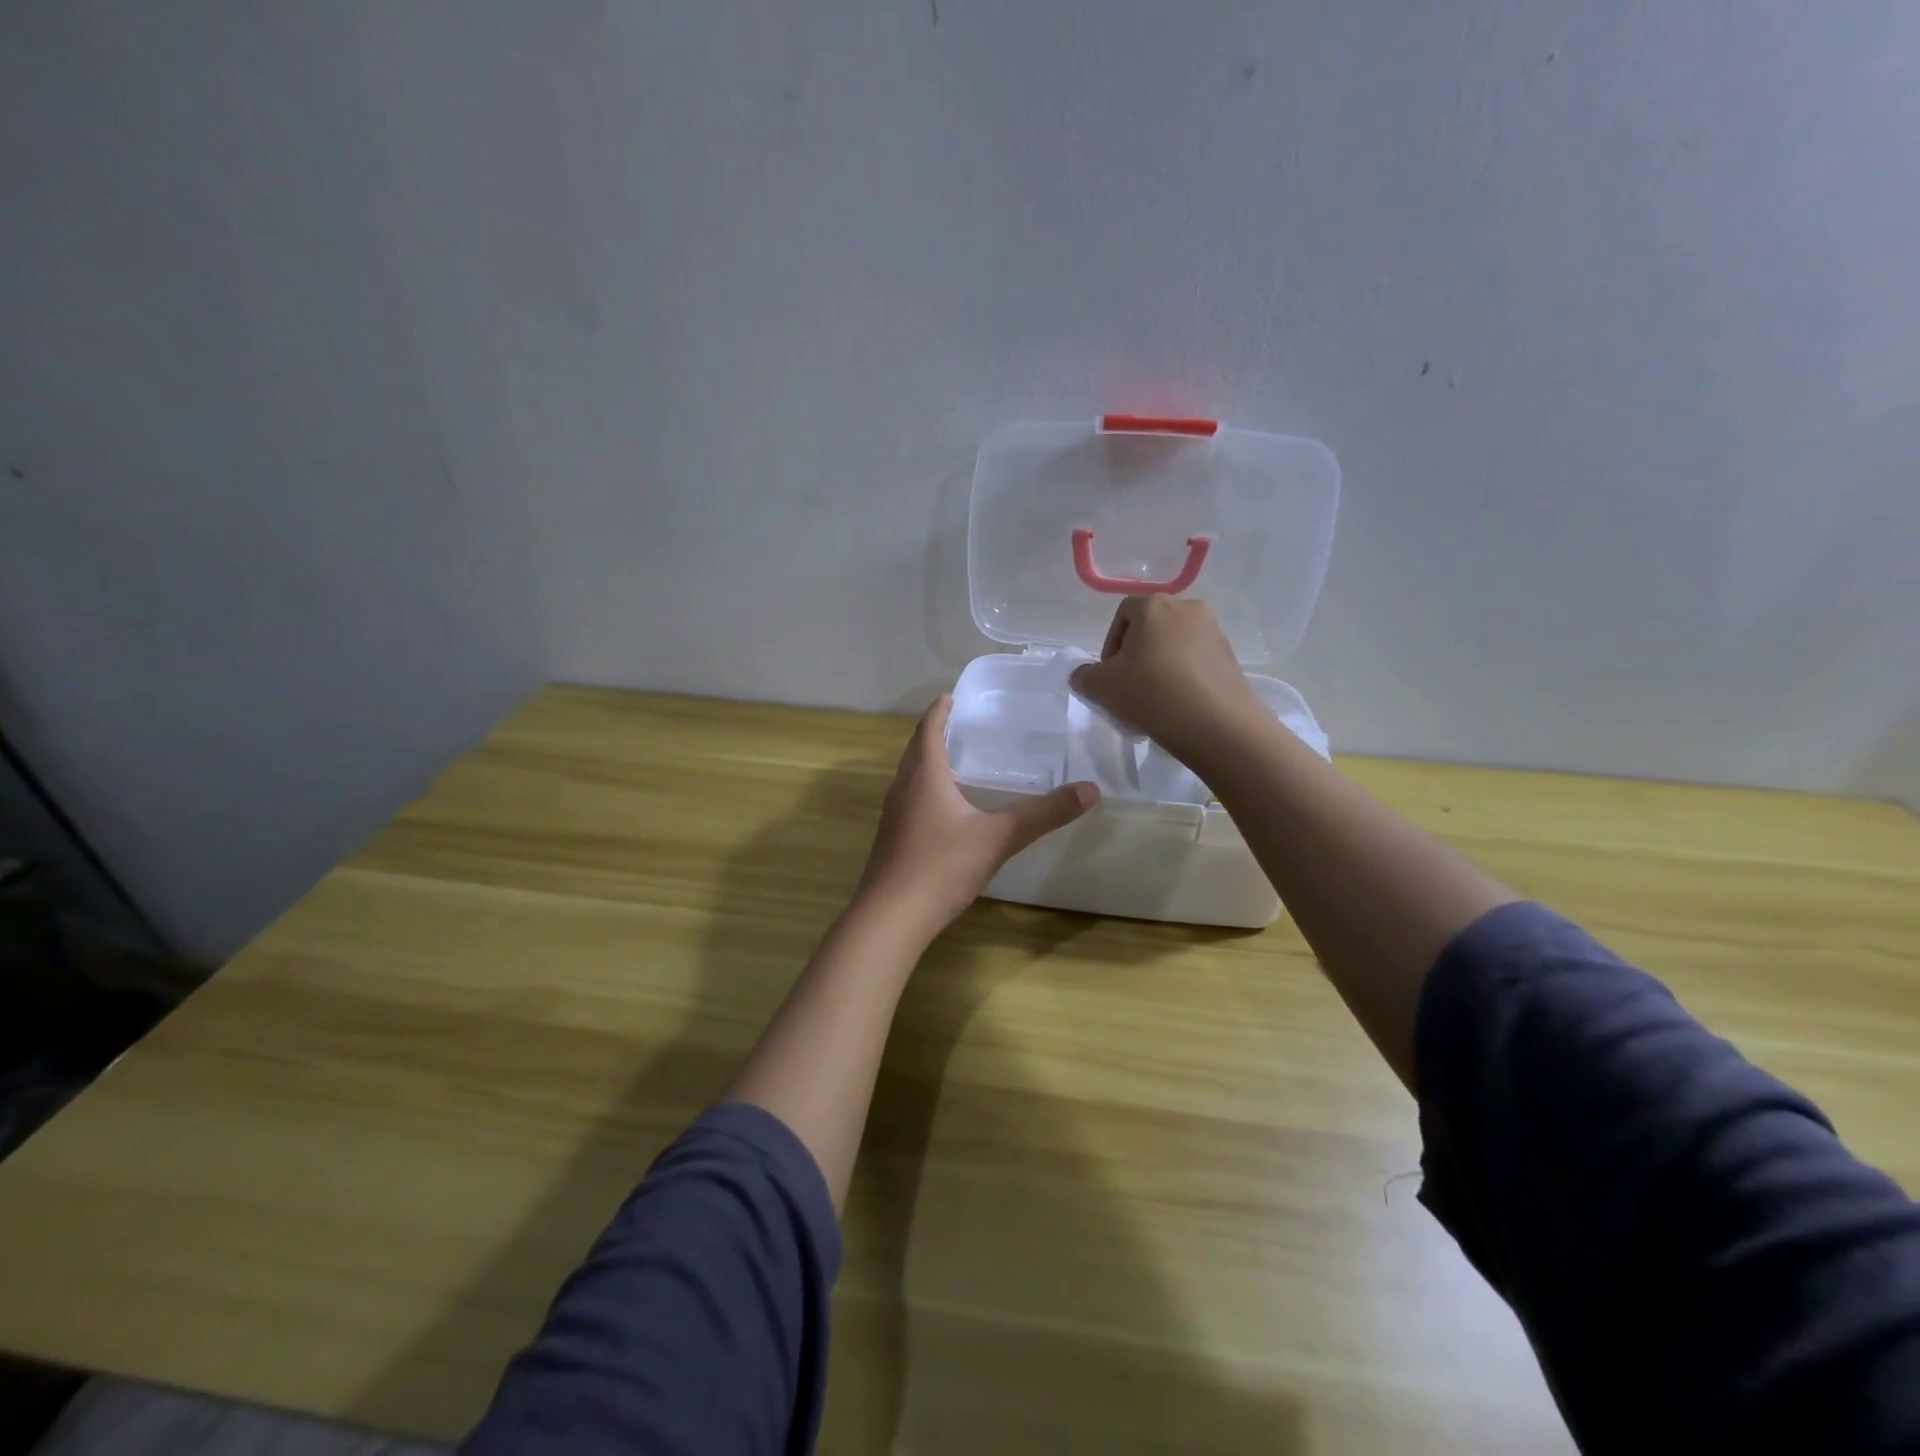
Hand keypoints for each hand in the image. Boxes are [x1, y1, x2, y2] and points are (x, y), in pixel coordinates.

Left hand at [854, 696, 1097, 936]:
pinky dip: (922, 790)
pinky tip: (941, 811)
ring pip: (908, 776)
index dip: (939, 711)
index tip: (950, 697)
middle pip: (915, 750)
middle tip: (957, 724)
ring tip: (951, 762)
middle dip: (933, 733)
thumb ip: (1043, 815)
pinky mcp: (890, 840)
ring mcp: (892, 816)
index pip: (928, 729)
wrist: (890, 918)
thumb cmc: (942, 867)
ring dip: (925, 762)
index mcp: (925, 776)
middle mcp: (902, 788)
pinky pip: (907, 801)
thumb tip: (1090, 790)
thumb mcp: (999, 838)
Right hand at [1068, 596, 1267, 767]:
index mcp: (1154, 605)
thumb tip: (1086, 676)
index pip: (1123, 614)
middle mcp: (1187, 608)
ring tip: (1155, 698)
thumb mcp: (1101, 687)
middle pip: (1151, 627)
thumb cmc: (1151, 694)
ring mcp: (1214, 631)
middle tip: (1129, 686)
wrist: (1216, 725)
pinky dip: (1183, 676)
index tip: (1110, 675)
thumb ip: (1084, 676)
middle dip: (1136, 654)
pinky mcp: (1230, 656)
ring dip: (1160, 665)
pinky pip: (1196, 660)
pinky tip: (1179, 704)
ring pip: (1175, 644)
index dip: (1111, 644)